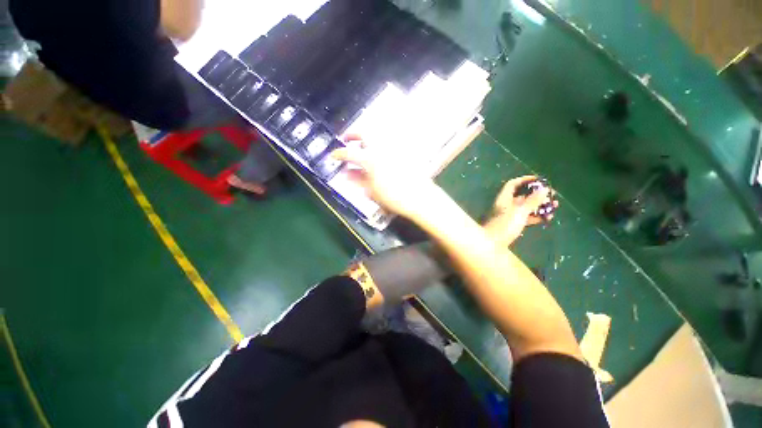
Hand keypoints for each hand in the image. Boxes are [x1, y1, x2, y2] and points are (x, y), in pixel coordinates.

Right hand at [331, 136, 439, 218]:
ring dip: (367, 139)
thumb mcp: (372, 191)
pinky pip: (388, 144)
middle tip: (347, 139)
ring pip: (377, 137)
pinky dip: (380, 146)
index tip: (333, 155)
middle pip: (365, 134)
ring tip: (362, 147)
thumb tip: (347, 174)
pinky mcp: (404, 153)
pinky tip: (379, 154)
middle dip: (353, 134)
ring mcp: (394, 149)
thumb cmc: (394, 197)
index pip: (350, 153)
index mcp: (371, 159)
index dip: (339, 154)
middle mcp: (382, 149)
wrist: (420, 198)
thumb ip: (358, 180)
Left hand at [484, 176, 557, 246]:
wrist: (491, 244)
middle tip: (552, 195)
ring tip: (555, 206)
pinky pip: (525, 218)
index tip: (540, 180)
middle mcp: (505, 205)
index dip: (525, 180)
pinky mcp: (511, 225)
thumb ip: (532, 201)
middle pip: (521, 196)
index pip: (513, 184)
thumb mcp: (520, 212)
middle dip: (537, 194)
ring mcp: (508, 216)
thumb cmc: (504, 226)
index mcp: (503, 199)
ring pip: (525, 207)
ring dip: (539, 206)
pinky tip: (548, 218)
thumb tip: (544, 189)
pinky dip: (535, 217)